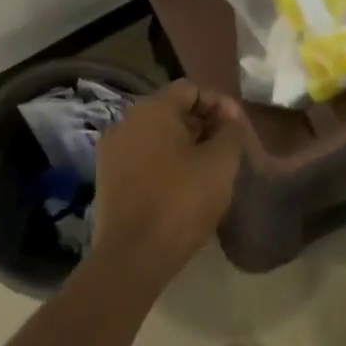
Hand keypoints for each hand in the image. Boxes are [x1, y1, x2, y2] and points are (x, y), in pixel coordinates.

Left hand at [94, 80, 244, 278]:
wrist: (133, 256)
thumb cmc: (181, 201)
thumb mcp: (220, 163)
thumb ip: (231, 132)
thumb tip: (230, 119)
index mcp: (152, 109)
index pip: (191, 89)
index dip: (219, 104)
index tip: (238, 127)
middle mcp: (126, 121)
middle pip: (171, 110)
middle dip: (202, 124)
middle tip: (226, 148)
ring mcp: (112, 150)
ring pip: (156, 135)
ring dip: (184, 144)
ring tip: (208, 168)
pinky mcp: (107, 178)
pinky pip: (142, 157)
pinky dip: (164, 162)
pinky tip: (182, 185)